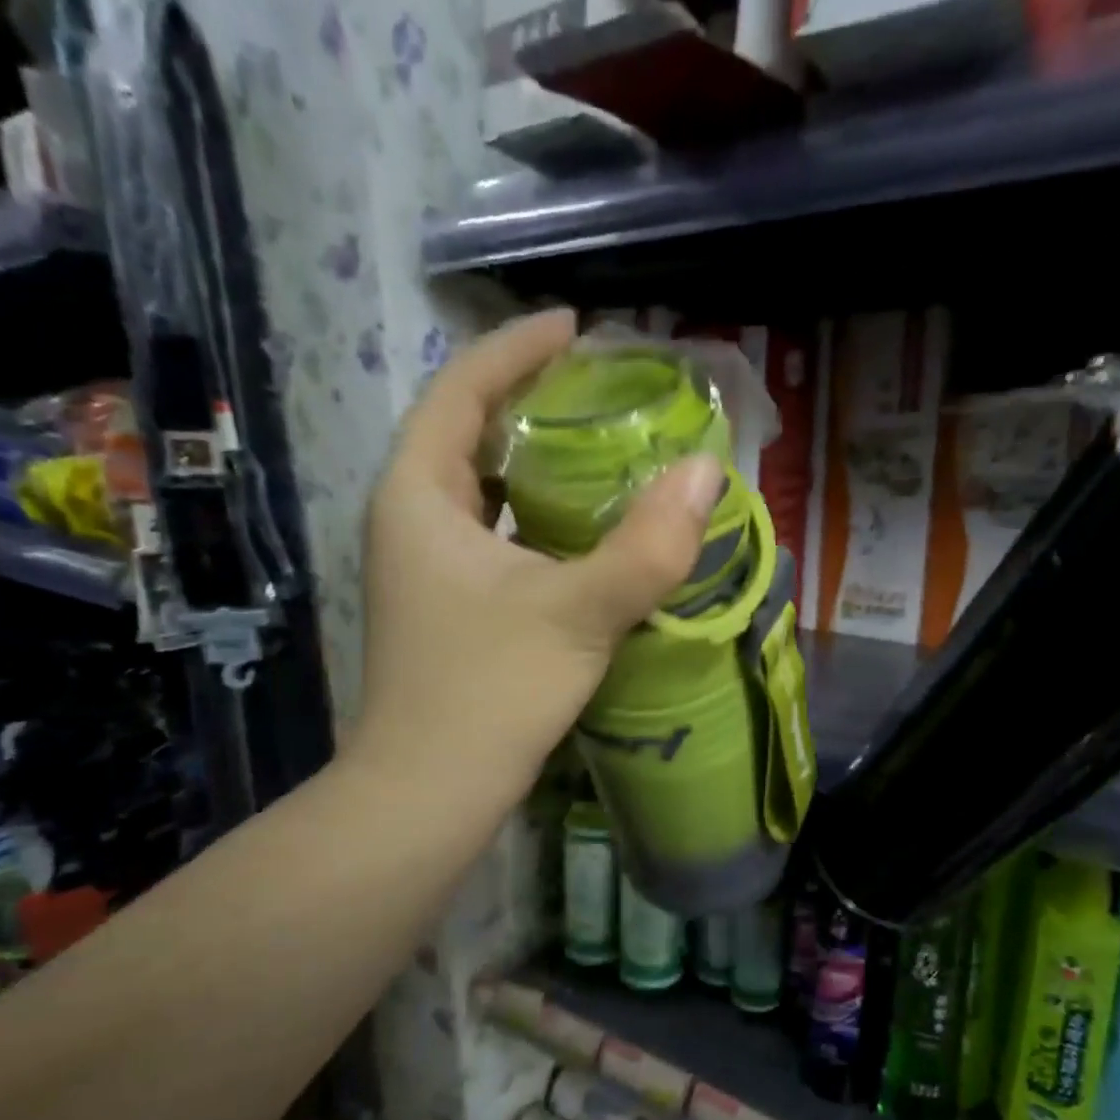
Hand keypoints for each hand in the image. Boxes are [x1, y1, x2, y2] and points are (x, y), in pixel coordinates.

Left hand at [345, 309, 725, 800]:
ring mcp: (427, 568)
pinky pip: (495, 534)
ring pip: (482, 489)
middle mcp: (411, 520)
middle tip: (600, 386)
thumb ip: (647, 546)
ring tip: (602, 445)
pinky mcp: (451, 606)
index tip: (575, 326)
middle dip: (529, 399)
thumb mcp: (578, 613)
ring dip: (535, 461)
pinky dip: (538, 516)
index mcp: (419, 496)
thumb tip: (708, 472)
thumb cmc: (488, 693)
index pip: (461, 390)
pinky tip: (586, 529)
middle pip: (467, 432)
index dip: (515, 348)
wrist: (429, 793)